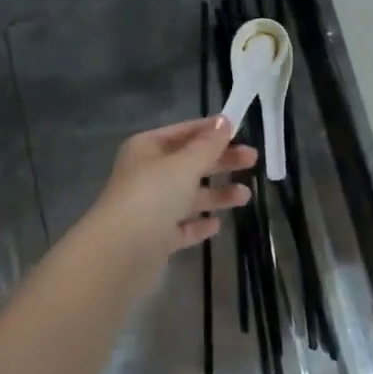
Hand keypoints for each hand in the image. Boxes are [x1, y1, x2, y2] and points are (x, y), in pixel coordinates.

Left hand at [83, 117, 255, 272]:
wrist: (120, 252)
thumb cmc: (152, 196)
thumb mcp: (184, 165)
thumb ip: (207, 145)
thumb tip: (224, 120)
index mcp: (147, 148)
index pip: (184, 132)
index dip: (211, 130)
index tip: (241, 129)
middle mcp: (147, 174)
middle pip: (189, 163)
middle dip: (220, 161)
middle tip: (253, 160)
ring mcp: (150, 207)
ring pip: (188, 196)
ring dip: (216, 194)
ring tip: (245, 196)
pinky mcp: (155, 237)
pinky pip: (181, 226)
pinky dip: (198, 223)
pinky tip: (217, 225)